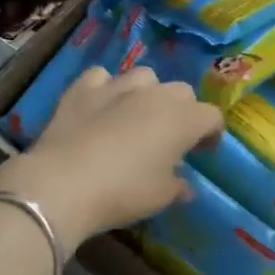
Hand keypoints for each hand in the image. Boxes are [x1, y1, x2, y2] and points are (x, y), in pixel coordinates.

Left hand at [0, 67, 222, 251]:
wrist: (63, 184)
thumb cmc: (123, 192)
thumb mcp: (159, 198)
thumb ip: (178, 187)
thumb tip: (185, 186)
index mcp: (182, 120)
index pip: (211, 116)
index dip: (211, 133)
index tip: (202, 151)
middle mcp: (155, 95)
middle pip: (181, 92)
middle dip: (182, 110)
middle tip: (171, 137)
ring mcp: (117, 86)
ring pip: (145, 77)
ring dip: (148, 93)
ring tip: (137, 116)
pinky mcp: (83, 89)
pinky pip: (101, 76)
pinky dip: (105, 87)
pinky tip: (100, 104)